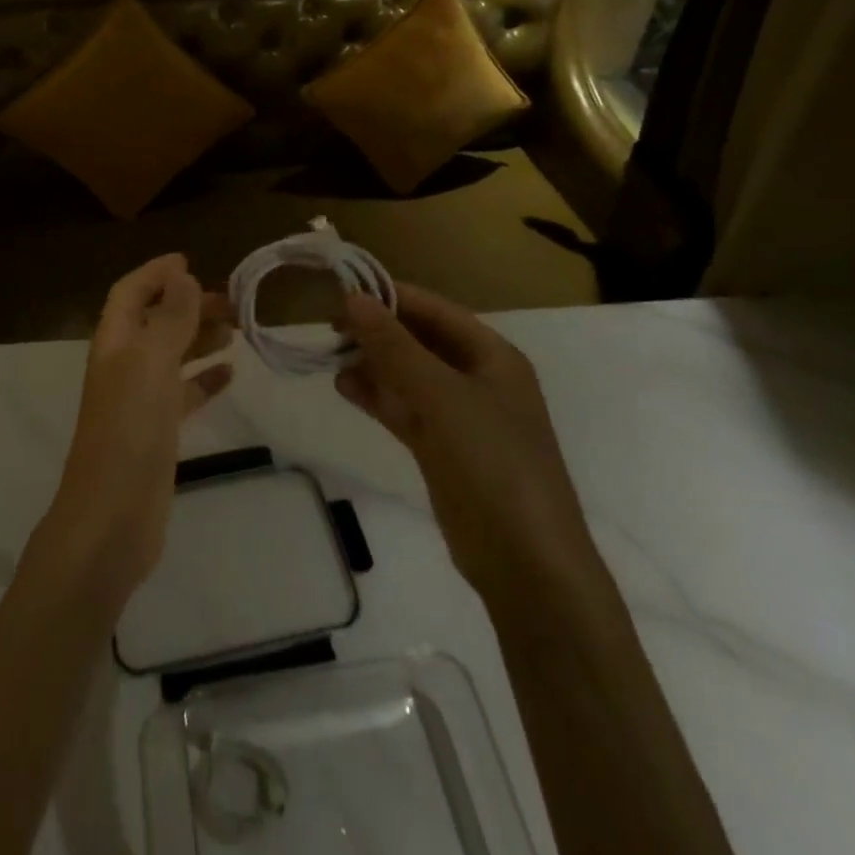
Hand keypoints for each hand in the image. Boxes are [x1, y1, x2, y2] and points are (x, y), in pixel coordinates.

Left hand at [44, 254, 233, 601]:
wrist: (112, 519)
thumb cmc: (129, 430)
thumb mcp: (151, 363)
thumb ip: (170, 319)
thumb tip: (183, 276)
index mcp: (114, 343)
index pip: (130, 293)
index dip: (155, 273)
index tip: (191, 261)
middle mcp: (123, 366)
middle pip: (156, 321)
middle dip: (188, 305)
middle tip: (233, 302)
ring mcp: (140, 401)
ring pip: (172, 356)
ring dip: (200, 338)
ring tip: (238, 330)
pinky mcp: (157, 433)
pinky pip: (184, 394)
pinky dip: (206, 379)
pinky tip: (231, 374)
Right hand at [336, 284, 591, 599]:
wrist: (525, 562)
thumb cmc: (492, 461)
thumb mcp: (441, 395)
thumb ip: (394, 346)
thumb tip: (353, 299)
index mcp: (492, 356)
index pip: (433, 310)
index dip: (390, 297)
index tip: (341, 292)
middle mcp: (476, 378)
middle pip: (419, 341)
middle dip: (377, 331)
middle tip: (329, 328)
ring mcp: (459, 416)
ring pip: (407, 375)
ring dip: (372, 364)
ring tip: (331, 356)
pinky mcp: (441, 448)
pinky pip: (403, 409)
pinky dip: (376, 396)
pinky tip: (344, 386)